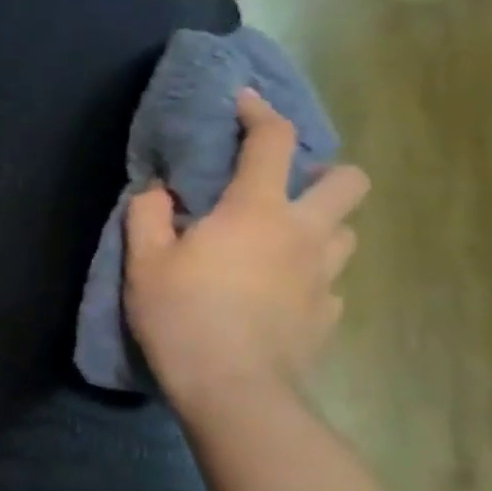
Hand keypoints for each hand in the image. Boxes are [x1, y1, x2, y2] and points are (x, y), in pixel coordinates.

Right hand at [125, 88, 368, 409]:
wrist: (233, 388)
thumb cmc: (182, 316)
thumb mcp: (144, 262)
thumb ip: (147, 216)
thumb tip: (157, 190)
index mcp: (255, 211)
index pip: (272, 141)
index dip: (260, 113)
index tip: (245, 102)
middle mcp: (303, 233)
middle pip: (347, 180)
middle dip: (323, 172)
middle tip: (284, 188)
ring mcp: (324, 276)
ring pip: (345, 231)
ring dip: (318, 226)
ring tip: (278, 243)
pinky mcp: (329, 314)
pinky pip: (329, 282)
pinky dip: (307, 277)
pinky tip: (277, 294)